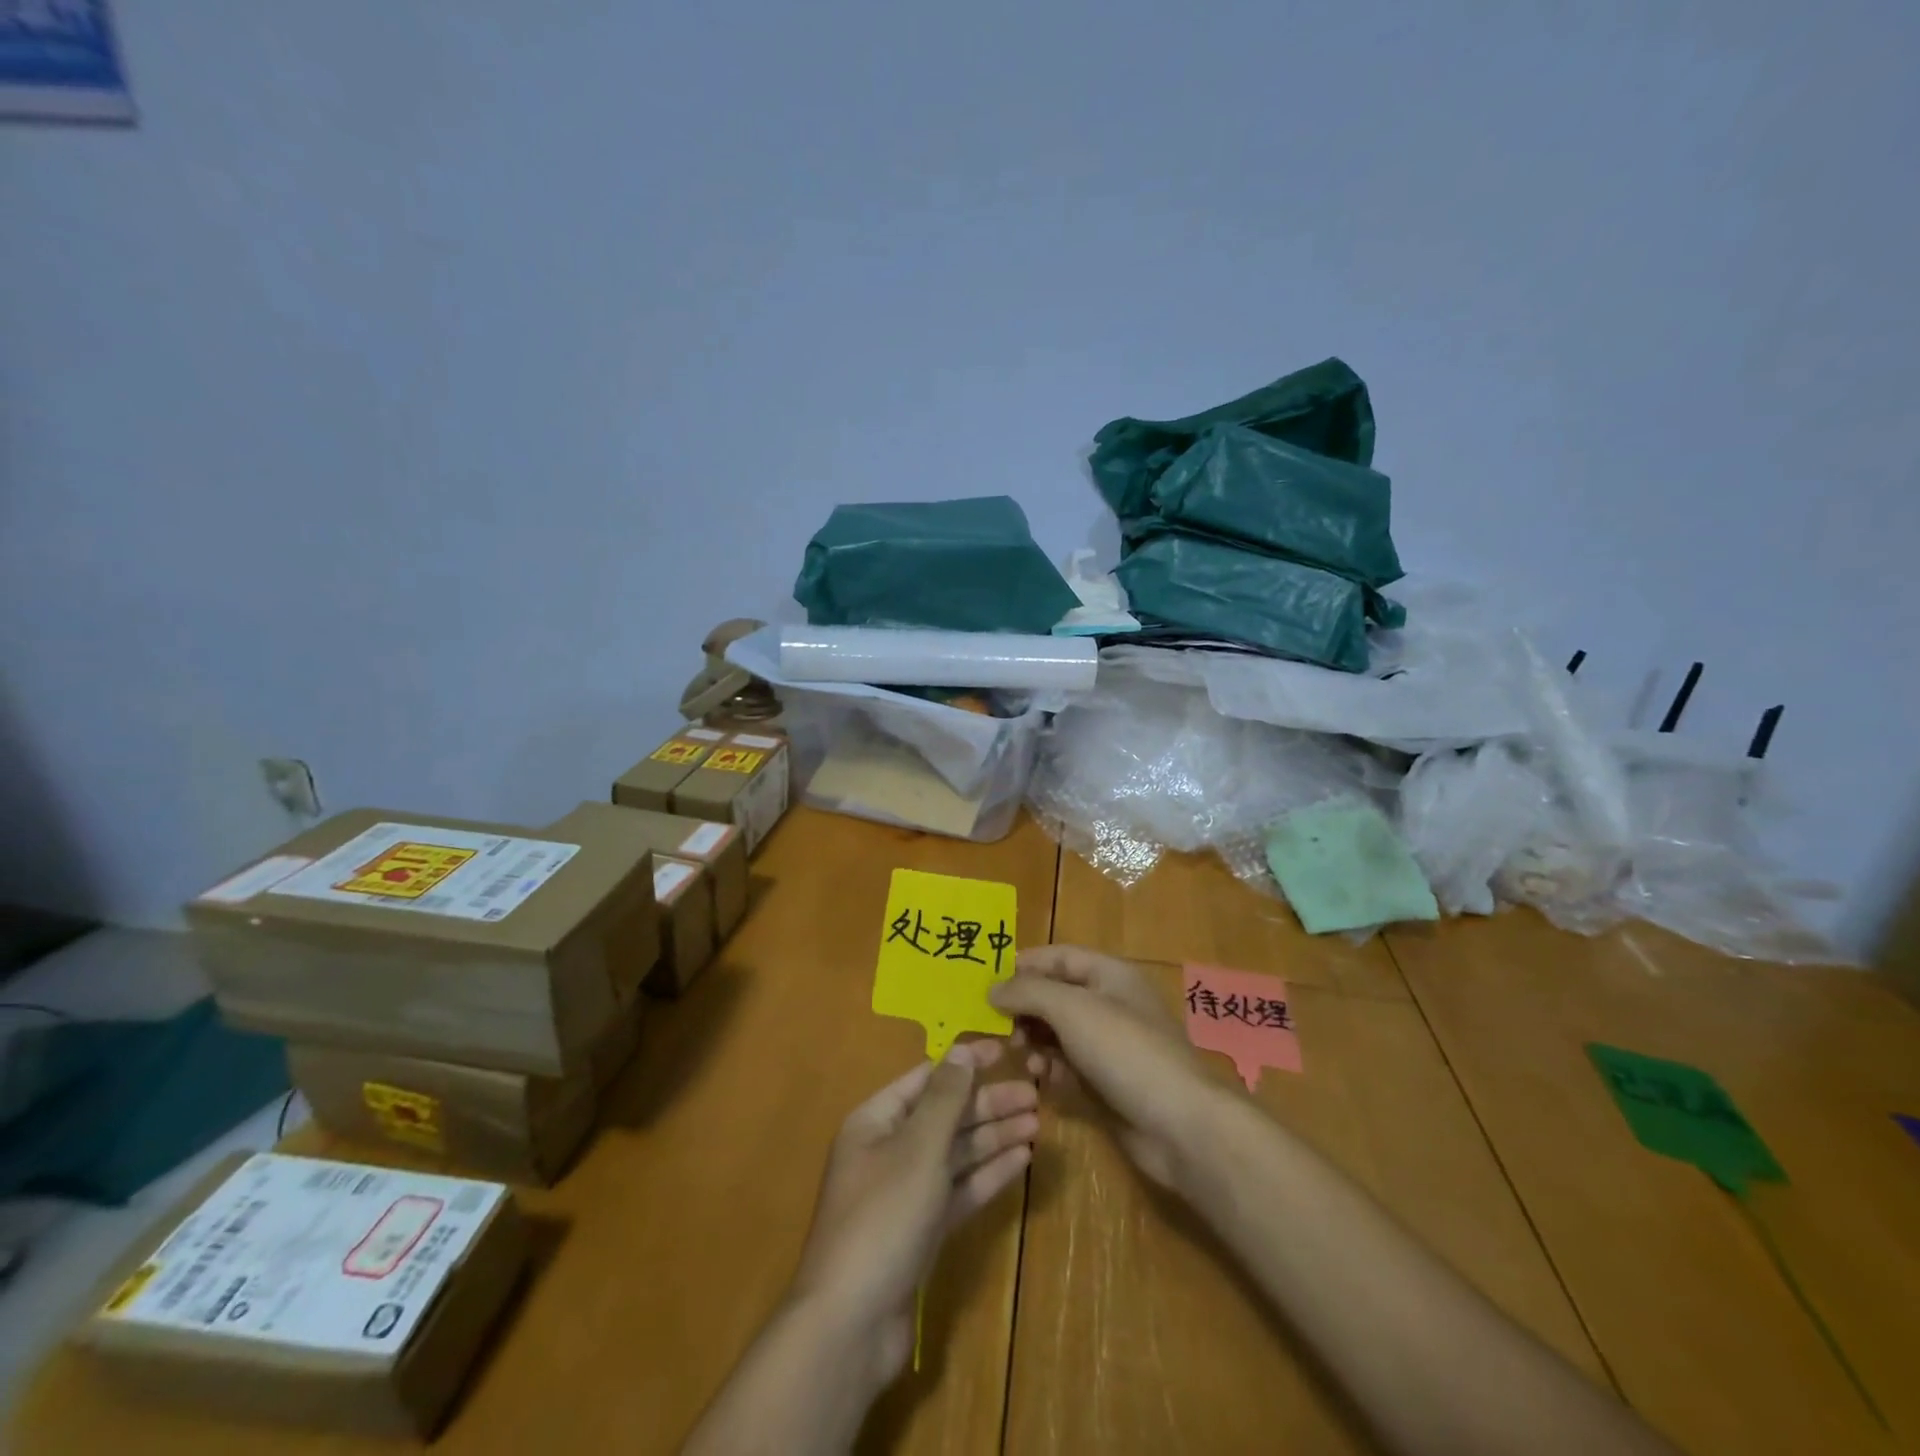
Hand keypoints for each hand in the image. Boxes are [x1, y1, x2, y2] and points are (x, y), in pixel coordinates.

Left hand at [788, 1039, 1037, 1381]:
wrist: (852, 1324)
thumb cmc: (883, 1218)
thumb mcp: (917, 1149)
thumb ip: (944, 1098)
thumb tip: (963, 1050)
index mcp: (876, 1121)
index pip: (926, 1078)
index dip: (964, 1063)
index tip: (1004, 1050)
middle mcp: (889, 1150)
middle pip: (945, 1116)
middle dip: (988, 1105)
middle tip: (1035, 1096)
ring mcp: (906, 1192)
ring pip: (956, 1154)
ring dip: (994, 1138)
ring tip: (1036, 1124)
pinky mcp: (922, 1230)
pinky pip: (959, 1189)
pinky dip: (988, 1174)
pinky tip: (1021, 1161)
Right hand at [990, 945, 1217, 1188]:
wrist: (1179, 1124)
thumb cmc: (1125, 1051)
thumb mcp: (1071, 1009)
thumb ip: (1028, 992)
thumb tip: (993, 988)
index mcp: (1110, 974)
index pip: (1059, 957)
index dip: (1025, 964)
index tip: (988, 981)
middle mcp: (1110, 1004)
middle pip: (1056, 995)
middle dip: (1025, 1007)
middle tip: (999, 1026)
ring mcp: (1110, 1045)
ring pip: (1059, 1032)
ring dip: (1035, 1040)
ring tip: (1019, 1054)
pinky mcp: (1108, 1082)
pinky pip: (1069, 1065)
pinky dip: (1051, 1068)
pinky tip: (1041, 1079)